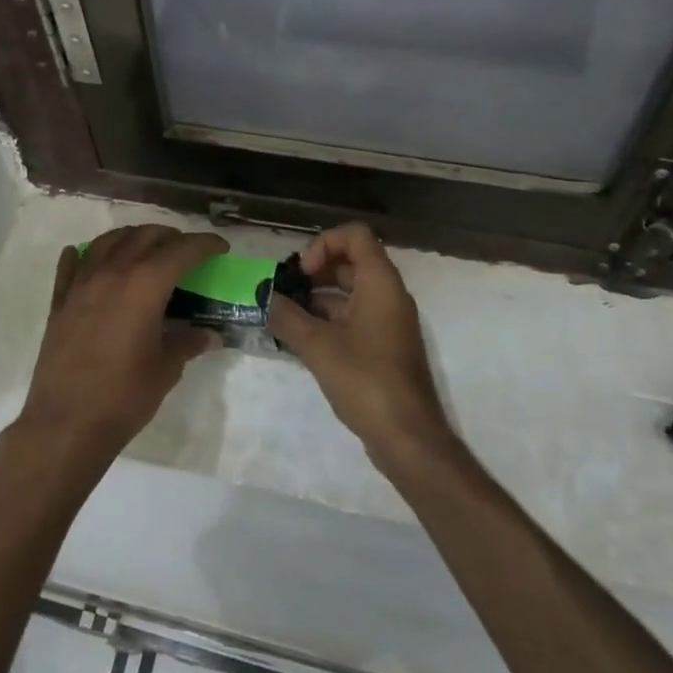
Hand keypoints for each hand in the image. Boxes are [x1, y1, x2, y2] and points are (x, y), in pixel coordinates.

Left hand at [14, 224, 227, 476]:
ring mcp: (81, 284)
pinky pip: (72, 265)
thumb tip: (210, 335)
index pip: (182, 250)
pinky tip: (88, 257)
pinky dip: (84, 254)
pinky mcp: (59, 302)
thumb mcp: (166, 369)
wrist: (66, 423)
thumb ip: (187, 342)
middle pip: (145, 236)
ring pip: (108, 241)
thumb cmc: (124, 396)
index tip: (220, 247)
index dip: (205, 244)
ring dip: (132, 237)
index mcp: (145, 284)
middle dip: (170, 237)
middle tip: (186, 251)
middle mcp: (113, 272)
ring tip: (145, 248)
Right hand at [271, 223, 454, 464]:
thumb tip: (265, 297)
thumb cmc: (365, 380)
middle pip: (351, 261)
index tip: (303, 273)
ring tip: (286, 316)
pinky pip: (355, 316)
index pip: (355, 235)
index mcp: (380, 283)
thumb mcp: (317, 346)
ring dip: (319, 297)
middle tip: (287, 292)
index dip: (324, 244)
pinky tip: (302, 339)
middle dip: (316, 271)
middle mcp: (389, 294)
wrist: (407, 436)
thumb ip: (287, 316)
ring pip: (351, 291)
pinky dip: (329, 319)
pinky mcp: (385, 345)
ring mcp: (389, 321)